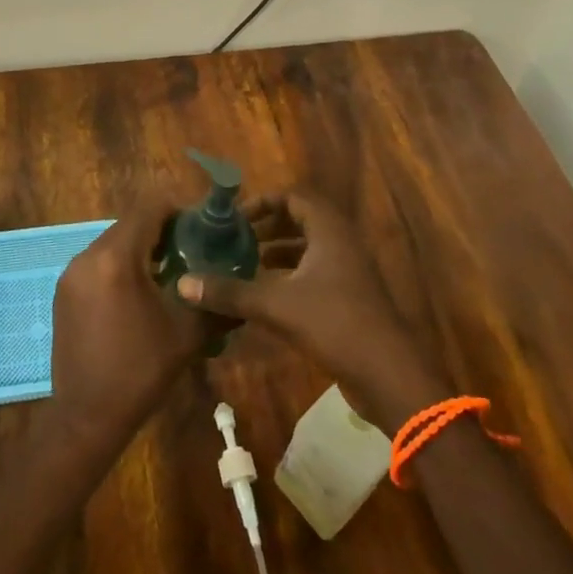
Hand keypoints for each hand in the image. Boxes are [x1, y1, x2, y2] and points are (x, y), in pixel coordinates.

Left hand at [50, 197, 211, 445]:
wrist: (86, 417)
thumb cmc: (140, 372)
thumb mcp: (187, 335)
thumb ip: (214, 301)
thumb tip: (241, 283)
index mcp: (116, 258)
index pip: (149, 208)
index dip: (178, 209)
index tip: (202, 226)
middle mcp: (88, 256)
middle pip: (130, 223)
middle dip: (162, 230)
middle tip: (192, 249)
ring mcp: (71, 273)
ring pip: (113, 242)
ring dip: (141, 248)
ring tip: (170, 271)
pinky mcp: (64, 291)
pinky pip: (98, 262)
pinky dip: (121, 265)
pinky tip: (140, 292)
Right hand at [177, 191, 446, 433]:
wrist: (389, 376)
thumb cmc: (335, 324)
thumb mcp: (276, 305)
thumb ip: (231, 292)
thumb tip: (183, 283)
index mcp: (330, 231)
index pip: (295, 197)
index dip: (264, 202)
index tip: (236, 218)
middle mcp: (341, 244)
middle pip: (301, 222)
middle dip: (267, 228)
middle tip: (235, 240)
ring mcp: (349, 274)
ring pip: (308, 251)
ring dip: (277, 254)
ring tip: (244, 266)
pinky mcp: (349, 301)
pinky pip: (314, 276)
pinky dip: (289, 278)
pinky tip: (264, 298)